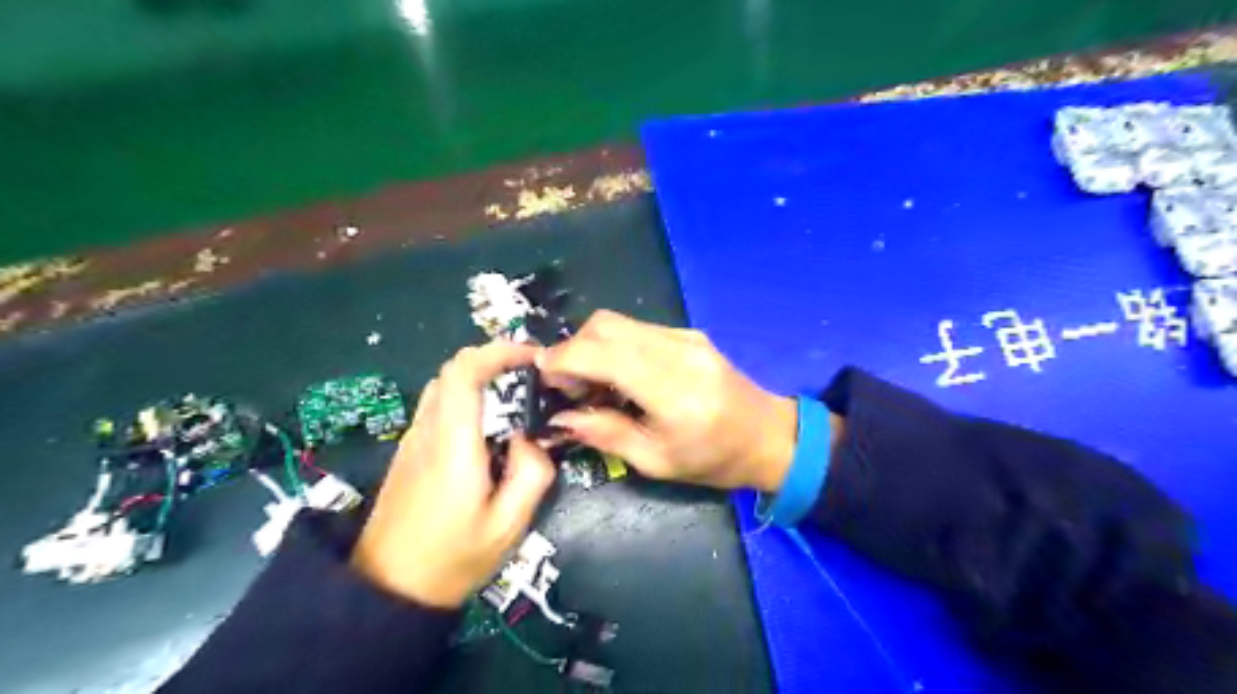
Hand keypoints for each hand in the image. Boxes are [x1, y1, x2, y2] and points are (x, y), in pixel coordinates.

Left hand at [353, 343, 554, 607]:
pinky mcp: (409, 452)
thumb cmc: (452, 560)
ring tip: (516, 392)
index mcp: (452, 444)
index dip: (498, 351)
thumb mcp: (508, 525)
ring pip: (444, 385)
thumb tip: (528, 438)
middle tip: (531, 372)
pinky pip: (438, 406)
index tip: (532, 356)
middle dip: (493, 358)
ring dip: (480, 376)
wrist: (388, 591)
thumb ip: (531, 473)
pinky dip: (467, 396)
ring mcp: (413, 440)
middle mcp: (427, 431)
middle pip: (452, 370)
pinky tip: (490, 423)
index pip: (464, 372)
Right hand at [543, 309, 802, 492]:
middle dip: (573, 349)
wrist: (770, 436)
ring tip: (592, 385)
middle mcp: (677, 350)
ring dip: (592, 346)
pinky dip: (615, 346)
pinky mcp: (689, 334)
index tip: (544, 378)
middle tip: (568, 387)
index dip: (562, 359)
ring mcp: (685, 336)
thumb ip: (604, 433)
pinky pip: (637, 329)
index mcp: (671, 388)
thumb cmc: (715, 460)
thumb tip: (558, 418)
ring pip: (618, 323)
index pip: (601, 351)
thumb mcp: (656, 461)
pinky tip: (620, 377)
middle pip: (605, 325)